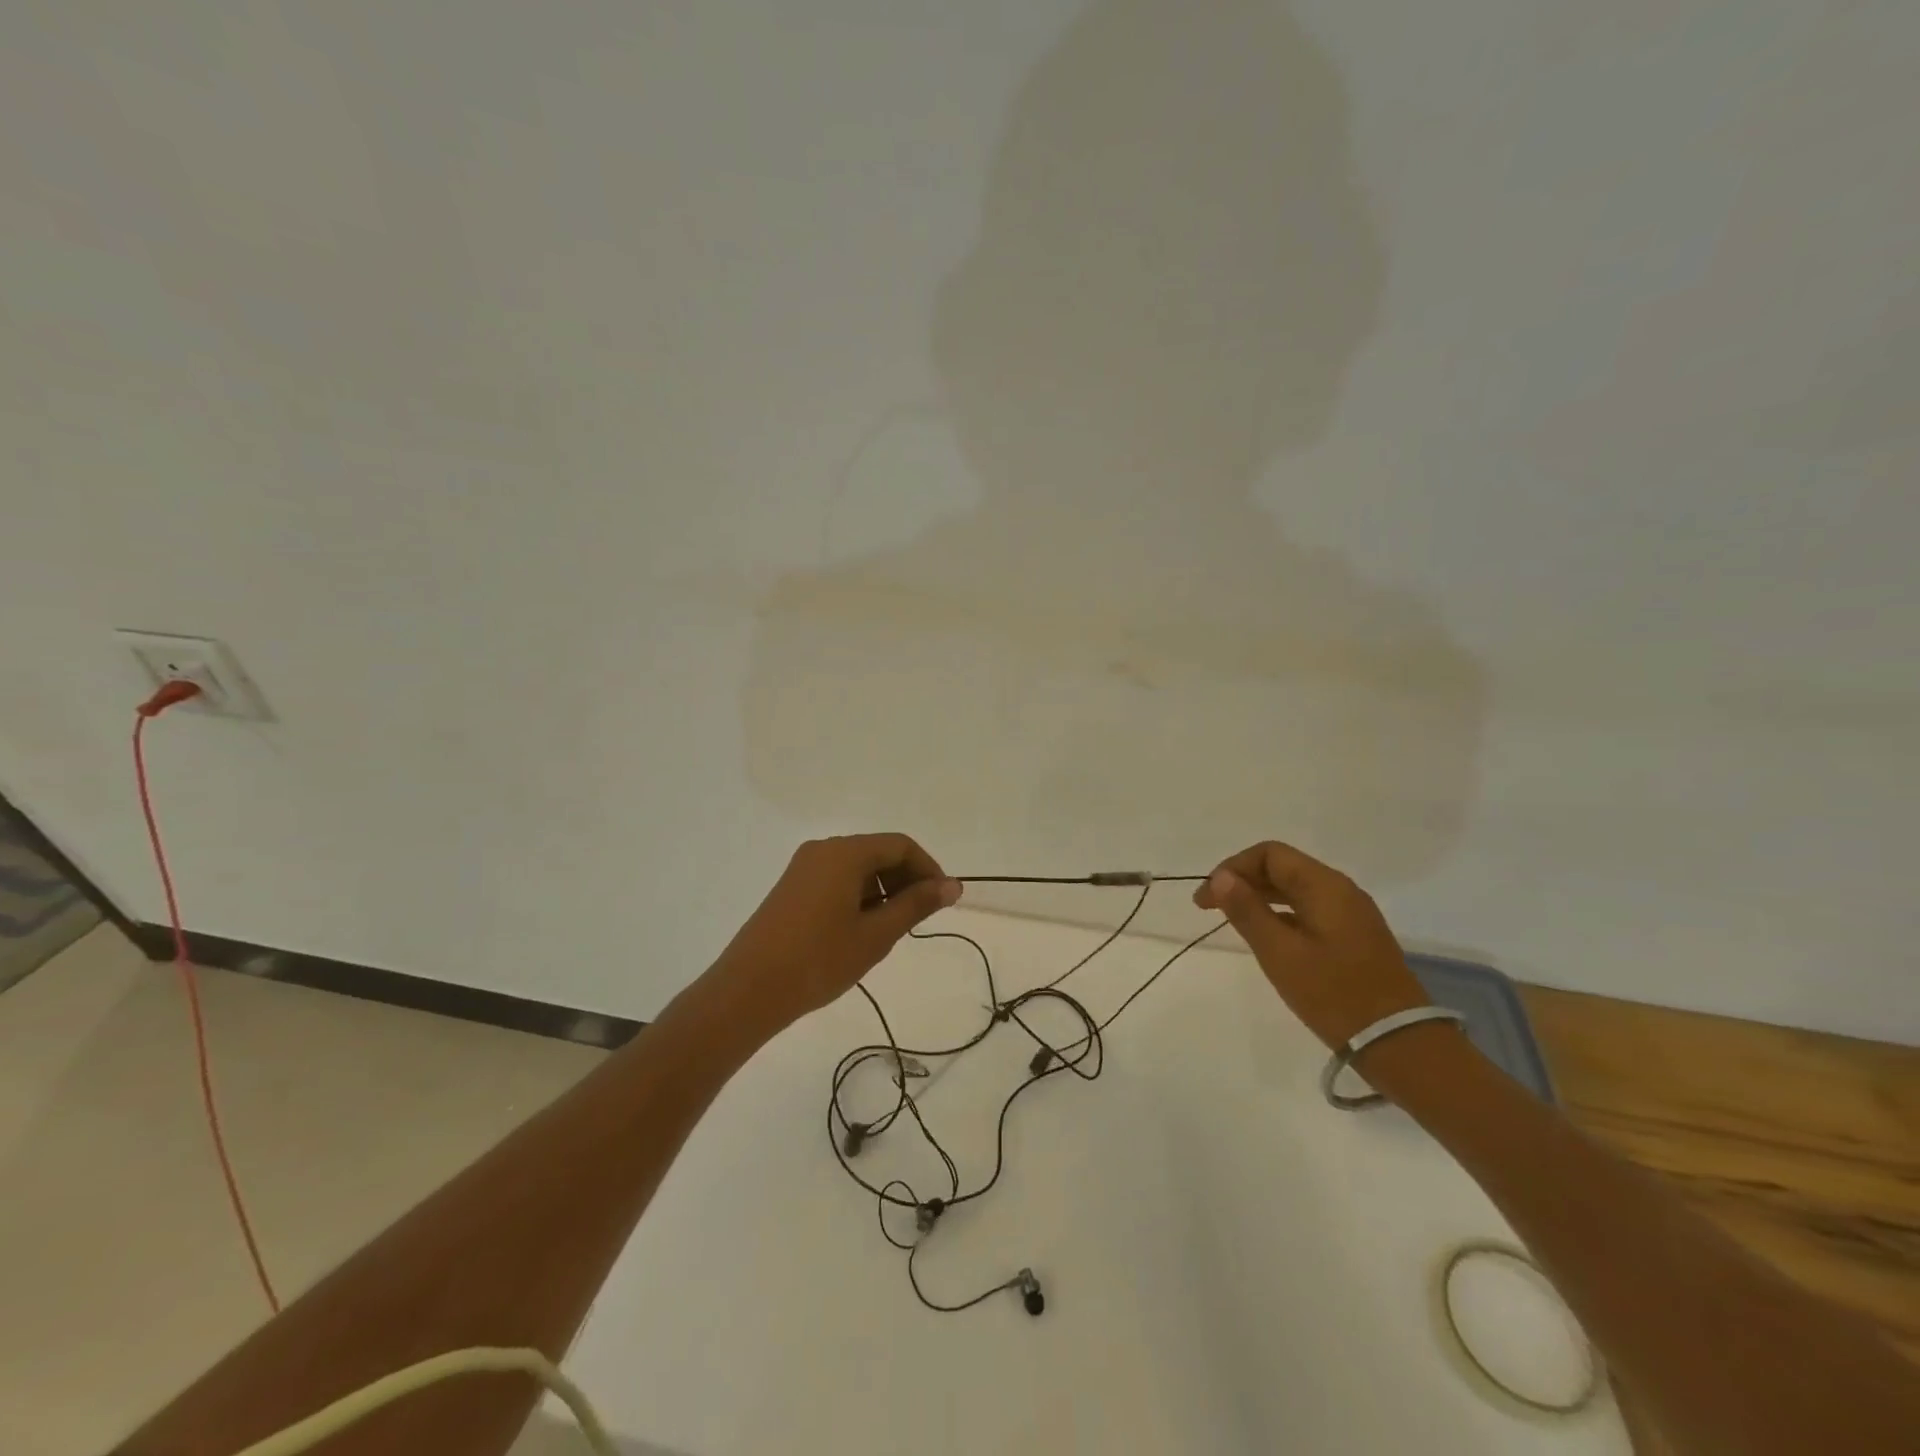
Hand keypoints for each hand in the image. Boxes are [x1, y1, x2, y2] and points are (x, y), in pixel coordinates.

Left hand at [704, 833, 960, 1036]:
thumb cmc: (819, 961)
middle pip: (878, 852)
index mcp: (844, 853)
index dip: (928, 869)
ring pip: (857, 867)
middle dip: (905, 880)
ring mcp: (803, 868)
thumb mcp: (876, 934)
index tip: (942, 902)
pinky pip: (837, 880)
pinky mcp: (791, 888)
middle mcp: (823, 850)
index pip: (900, 845)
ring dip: (882, 890)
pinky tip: (859, 932)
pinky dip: (859, 896)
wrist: (747, 991)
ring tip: (888, 931)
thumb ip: (916, 905)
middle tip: (917, 920)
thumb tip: (953, 885)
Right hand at [1193, 841, 1427, 1052]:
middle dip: (1243, 880)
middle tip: (1211, 909)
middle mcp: (1341, 890)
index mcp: (1325, 886)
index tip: (1207, 898)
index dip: (1232, 868)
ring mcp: (1352, 914)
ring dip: (1260, 897)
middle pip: (1283, 867)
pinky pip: (1310, 909)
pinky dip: (1281, 913)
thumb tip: (1221, 876)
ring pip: (1296, 889)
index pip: (1269, 854)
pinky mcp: (1355, 936)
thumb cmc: (1334, 994)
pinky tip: (1267, 936)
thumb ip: (1248, 910)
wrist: (1400, 1043)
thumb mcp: (1280, 953)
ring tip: (1232, 920)